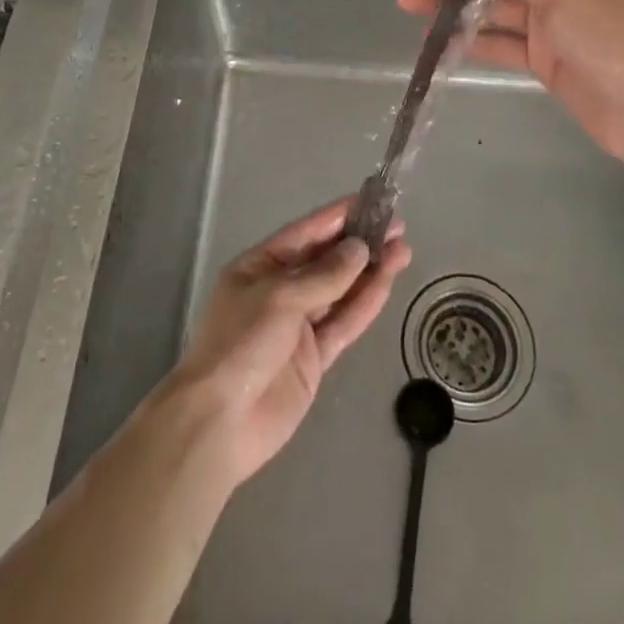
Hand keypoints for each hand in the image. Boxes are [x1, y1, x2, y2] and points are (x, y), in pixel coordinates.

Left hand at [164, 197, 410, 487]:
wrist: (220, 422)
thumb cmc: (239, 343)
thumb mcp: (278, 298)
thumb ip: (324, 275)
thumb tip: (359, 249)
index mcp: (260, 266)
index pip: (305, 233)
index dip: (337, 217)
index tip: (370, 201)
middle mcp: (280, 290)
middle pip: (327, 260)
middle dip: (360, 242)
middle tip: (397, 226)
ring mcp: (299, 326)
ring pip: (341, 290)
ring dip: (371, 270)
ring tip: (404, 249)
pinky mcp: (315, 358)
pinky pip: (345, 323)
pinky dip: (366, 303)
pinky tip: (388, 282)